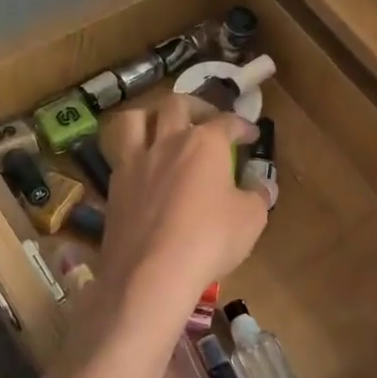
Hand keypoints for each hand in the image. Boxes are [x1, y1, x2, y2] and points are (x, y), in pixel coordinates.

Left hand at [96, 94, 266, 305]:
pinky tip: (142, 167)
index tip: (251, 135)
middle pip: (177, 104)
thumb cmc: (209, 240)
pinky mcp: (114, 185)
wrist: (151, 273)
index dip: (242, 126)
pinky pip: (118, 153)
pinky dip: (132, 151)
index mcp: (205, 143)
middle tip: (206, 120)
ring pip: (135, 118)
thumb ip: (258, 196)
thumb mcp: (251, 219)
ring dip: (150, 116)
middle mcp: (168, 141)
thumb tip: (263, 186)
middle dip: (196, 106)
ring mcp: (136, 161)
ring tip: (160, 128)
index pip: (227, 122)